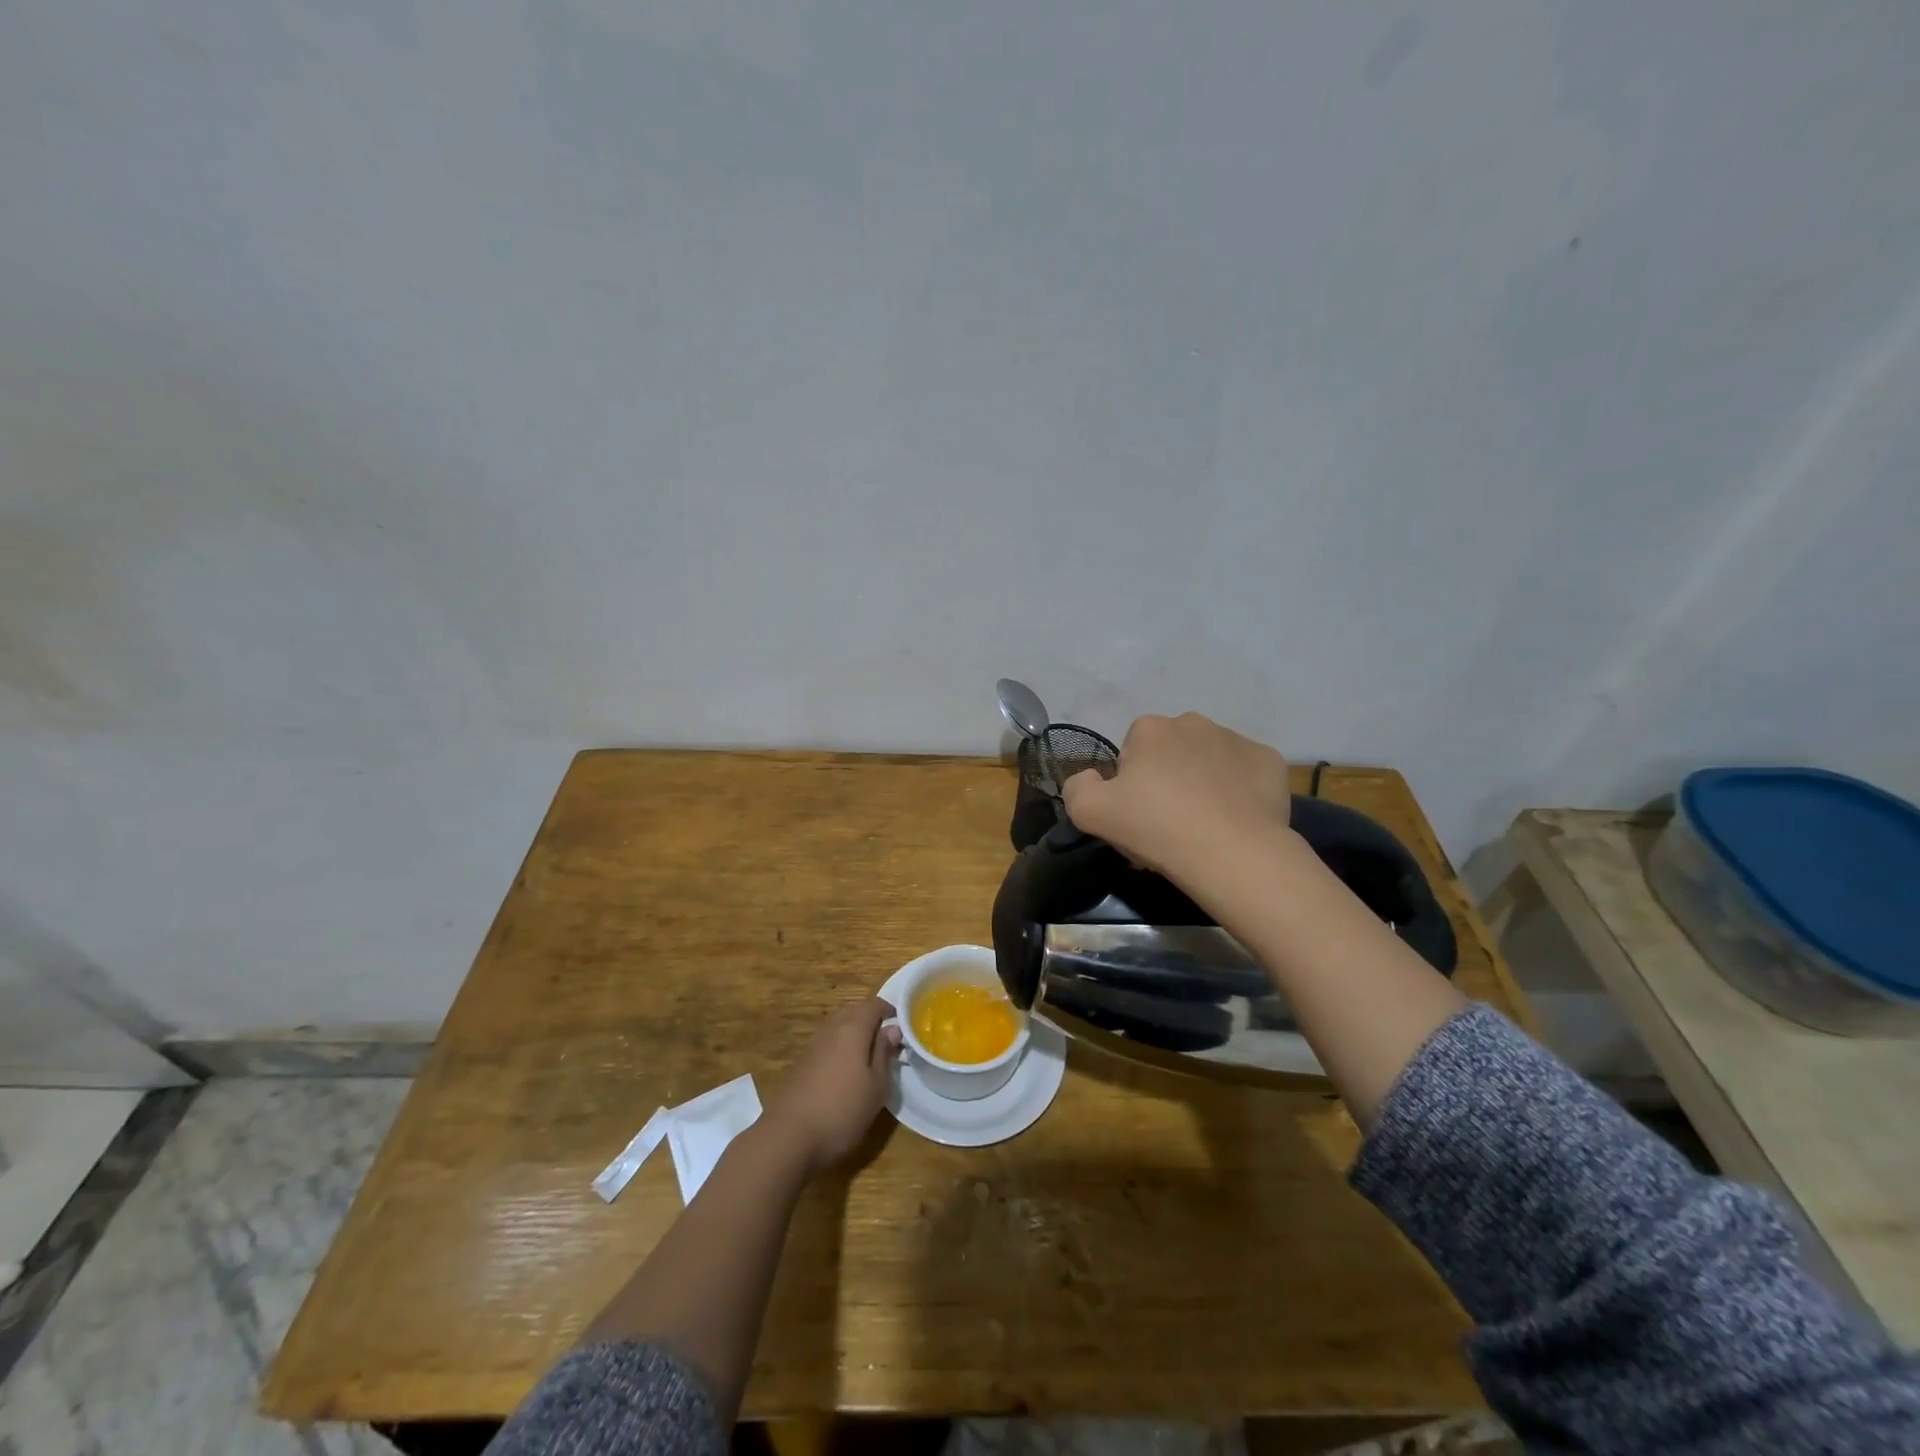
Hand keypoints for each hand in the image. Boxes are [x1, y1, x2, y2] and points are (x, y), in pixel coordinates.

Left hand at [767, 997, 901, 1172]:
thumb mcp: (876, 1086)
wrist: (789, 1136)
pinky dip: (840, 1045)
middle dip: (871, 1017)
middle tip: (886, 1037)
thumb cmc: (842, 1110)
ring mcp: (813, 1045)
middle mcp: (831, 1029)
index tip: (901, 1022)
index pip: (873, 1005)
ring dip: (854, 1030)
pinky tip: (845, 1068)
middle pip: (853, 1010)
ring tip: (868, 1053)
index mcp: (852, 1029)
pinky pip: (827, 1042)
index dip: (888, 1009)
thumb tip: (892, 1029)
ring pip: (838, 1025)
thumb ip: (884, 1053)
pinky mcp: (802, 1062)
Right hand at [1061, 713, 1293, 882]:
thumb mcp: (1088, 813)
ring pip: (1210, 760)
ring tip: (1205, 825)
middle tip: (1169, 823)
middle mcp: (1193, 722)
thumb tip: (1089, 778)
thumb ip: (1076, 787)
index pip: (1131, 754)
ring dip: (1203, 783)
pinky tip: (1236, 820)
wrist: (1232, 854)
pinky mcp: (1271, 762)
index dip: (1131, 787)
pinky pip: (1246, 774)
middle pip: (1171, 753)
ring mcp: (1237, 739)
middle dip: (1168, 779)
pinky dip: (1240, 791)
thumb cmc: (1156, 828)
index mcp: (1150, 729)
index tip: (1138, 816)